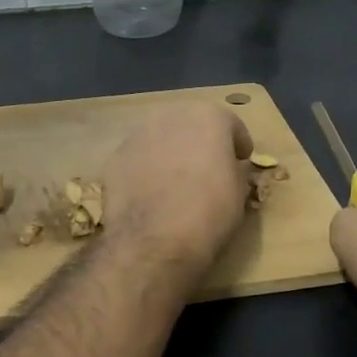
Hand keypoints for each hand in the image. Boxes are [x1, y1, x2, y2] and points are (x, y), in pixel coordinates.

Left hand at [101, 101, 253, 273]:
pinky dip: (147, 169)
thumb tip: (228, 168)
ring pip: (161, 138)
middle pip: (192, 124)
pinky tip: (151, 193)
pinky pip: (140, 158)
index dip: (238, 144)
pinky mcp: (115, 157)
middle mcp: (170, 115)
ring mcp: (137, 135)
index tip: (241, 159)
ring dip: (171, 152)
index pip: (230, 124)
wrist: (153, 240)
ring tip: (176, 181)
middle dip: (201, 142)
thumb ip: (234, 170)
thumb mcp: (239, 192)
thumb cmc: (208, 212)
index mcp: (207, 116)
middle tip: (208, 167)